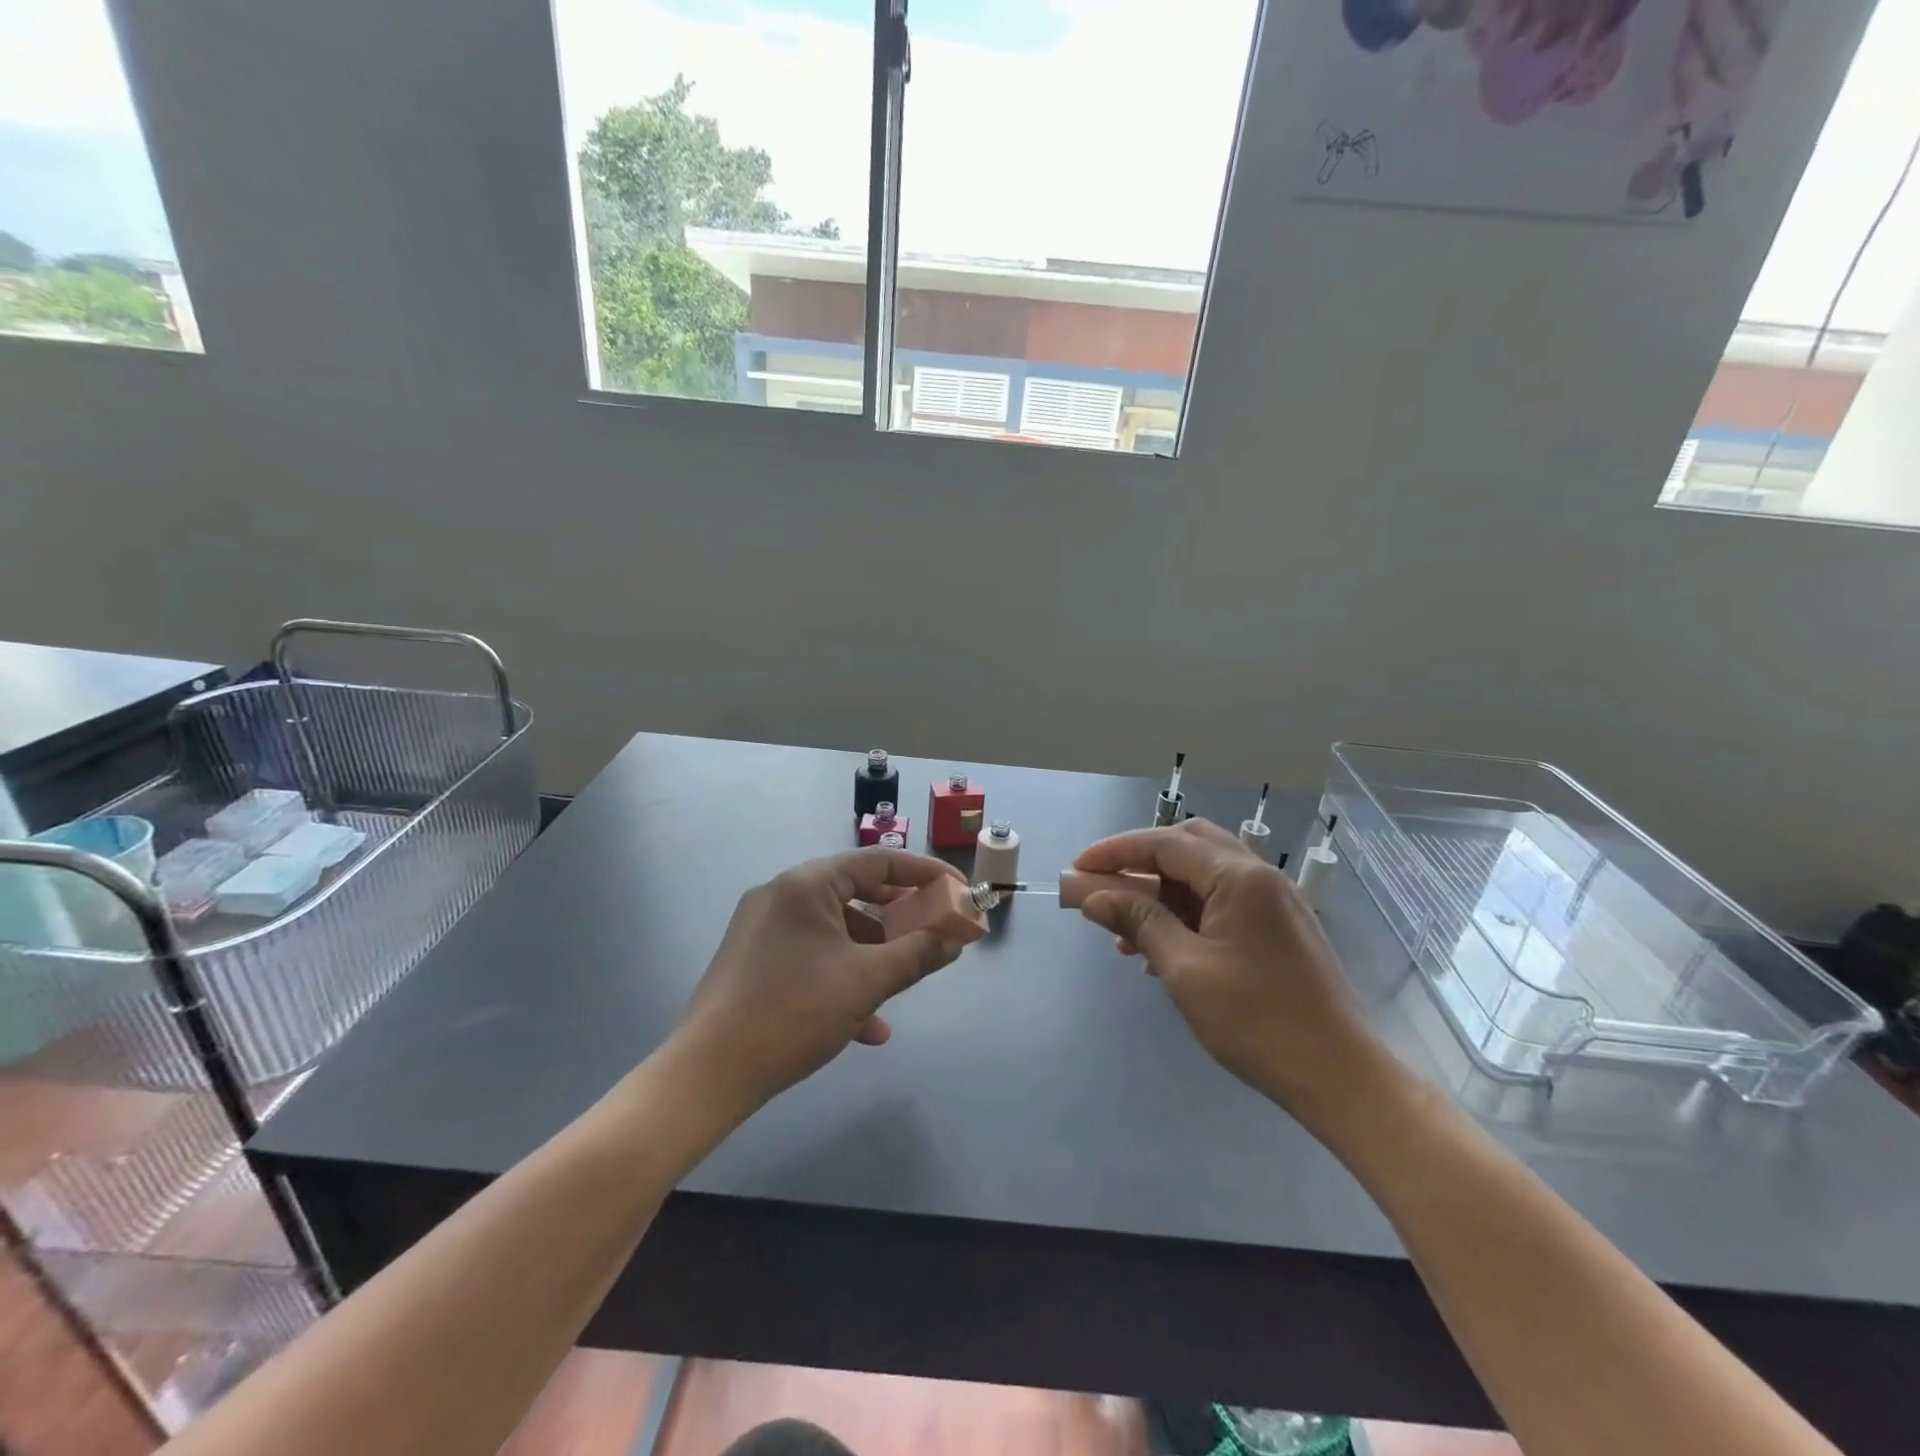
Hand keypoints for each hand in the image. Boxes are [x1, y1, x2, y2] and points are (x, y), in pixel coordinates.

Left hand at [672, 848, 971, 1114]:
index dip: (925, 874)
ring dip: (874, 953)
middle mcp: (782, 894)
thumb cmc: (793, 1013)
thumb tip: (956, 939)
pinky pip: (812, 954)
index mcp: (807, 884)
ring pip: (836, 929)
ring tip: (906, 980)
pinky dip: (843, 976)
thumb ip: (917, 954)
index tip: (959, 891)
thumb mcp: (865, 982)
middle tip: (937, 931)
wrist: (709, 1074)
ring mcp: (765, 927)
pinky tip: (868, 1024)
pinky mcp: (755, 959)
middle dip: (901, 917)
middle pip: (857, 892)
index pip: (878, 861)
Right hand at [1073, 819, 1400, 1128]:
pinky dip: (1186, 912)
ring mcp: (1274, 902)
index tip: (1077, 869)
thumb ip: (1138, 921)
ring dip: (1161, 891)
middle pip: (1188, 846)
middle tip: (1105, 886)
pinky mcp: (1279, 929)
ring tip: (1124, 930)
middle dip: (1140, 861)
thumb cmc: (1256, 1021)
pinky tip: (1161, 949)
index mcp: (1239, 877)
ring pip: (1204, 875)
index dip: (1115, 852)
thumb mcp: (1184, 969)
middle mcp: (1260, 876)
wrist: (1340, 1077)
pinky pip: (1222, 902)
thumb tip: (1092, 896)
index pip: (1165, 843)